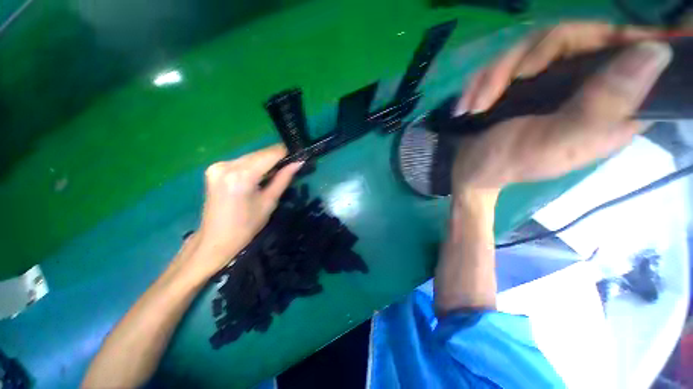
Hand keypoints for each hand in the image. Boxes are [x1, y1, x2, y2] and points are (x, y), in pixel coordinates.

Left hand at [184, 145, 301, 279]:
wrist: (217, 239)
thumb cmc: (247, 226)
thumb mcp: (269, 201)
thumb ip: (283, 178)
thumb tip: (299, 162)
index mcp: (241, 176)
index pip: (269, 155)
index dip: (285, 152)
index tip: (298, 155)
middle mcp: (226, 165)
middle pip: (259, 154)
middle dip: (276, 157)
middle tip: (291, 164)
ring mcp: (217, 166)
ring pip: (250, 156)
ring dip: (265, 161)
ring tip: (277, 171)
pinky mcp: (214, 169)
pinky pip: (241, 161)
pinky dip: (253, 165)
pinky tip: (259, 175)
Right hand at [451, 22, 670, 190]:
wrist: (470, 167)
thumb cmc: (506, 162)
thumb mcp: (553, 142)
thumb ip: (602, 106)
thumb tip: (657, 52)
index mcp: (612, 109)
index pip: (646, 60)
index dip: (651, 39)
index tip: (664, 23)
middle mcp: (589, 86)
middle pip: (580, 36)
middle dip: (532, 55)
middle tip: (508, 81)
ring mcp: (553, 80)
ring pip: (536, 45)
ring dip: (497, 73)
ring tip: (476, 105)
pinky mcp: (524, 81)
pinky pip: (509, 60)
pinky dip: (485, 79)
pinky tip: (472, 103)